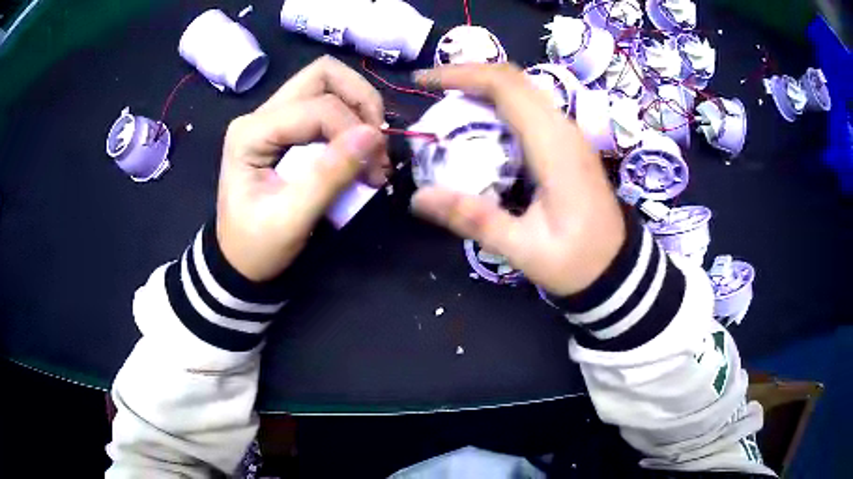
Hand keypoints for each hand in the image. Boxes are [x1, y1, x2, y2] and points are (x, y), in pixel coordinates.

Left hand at [217, 55, 388, 281]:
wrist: (238, 260)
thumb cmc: (257, 245)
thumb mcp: (291, 219)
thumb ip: (329, 176)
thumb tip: (373, 135)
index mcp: (251, 133)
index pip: (316, 106)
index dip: (353, 129)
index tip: (375, 166)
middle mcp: (260, 114)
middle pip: (323, 75)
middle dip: (360, 100)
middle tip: (376, 139)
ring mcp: (272, 117)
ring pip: (327, 83)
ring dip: (358, 106)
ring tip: (371, 144)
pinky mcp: (284, 127)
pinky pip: (325, 103)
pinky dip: (350, 117)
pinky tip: (358, 146)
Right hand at [411, 64, 625, 296]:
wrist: (617, 267)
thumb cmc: (576, 262)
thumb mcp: (524, 250)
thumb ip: (475, 220)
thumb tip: (419, 197)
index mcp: (554, 147)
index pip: (506, 87)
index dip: (461, 74)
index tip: (423, 80)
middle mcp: (564, 128)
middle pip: (514, 78)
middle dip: (467, 73)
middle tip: (430, 87)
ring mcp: (569, 133)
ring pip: (523, 87)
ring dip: (483, 84)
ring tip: (447, 99)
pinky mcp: (568, 142)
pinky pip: (531, 105)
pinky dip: (499, 100)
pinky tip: (480, 119)